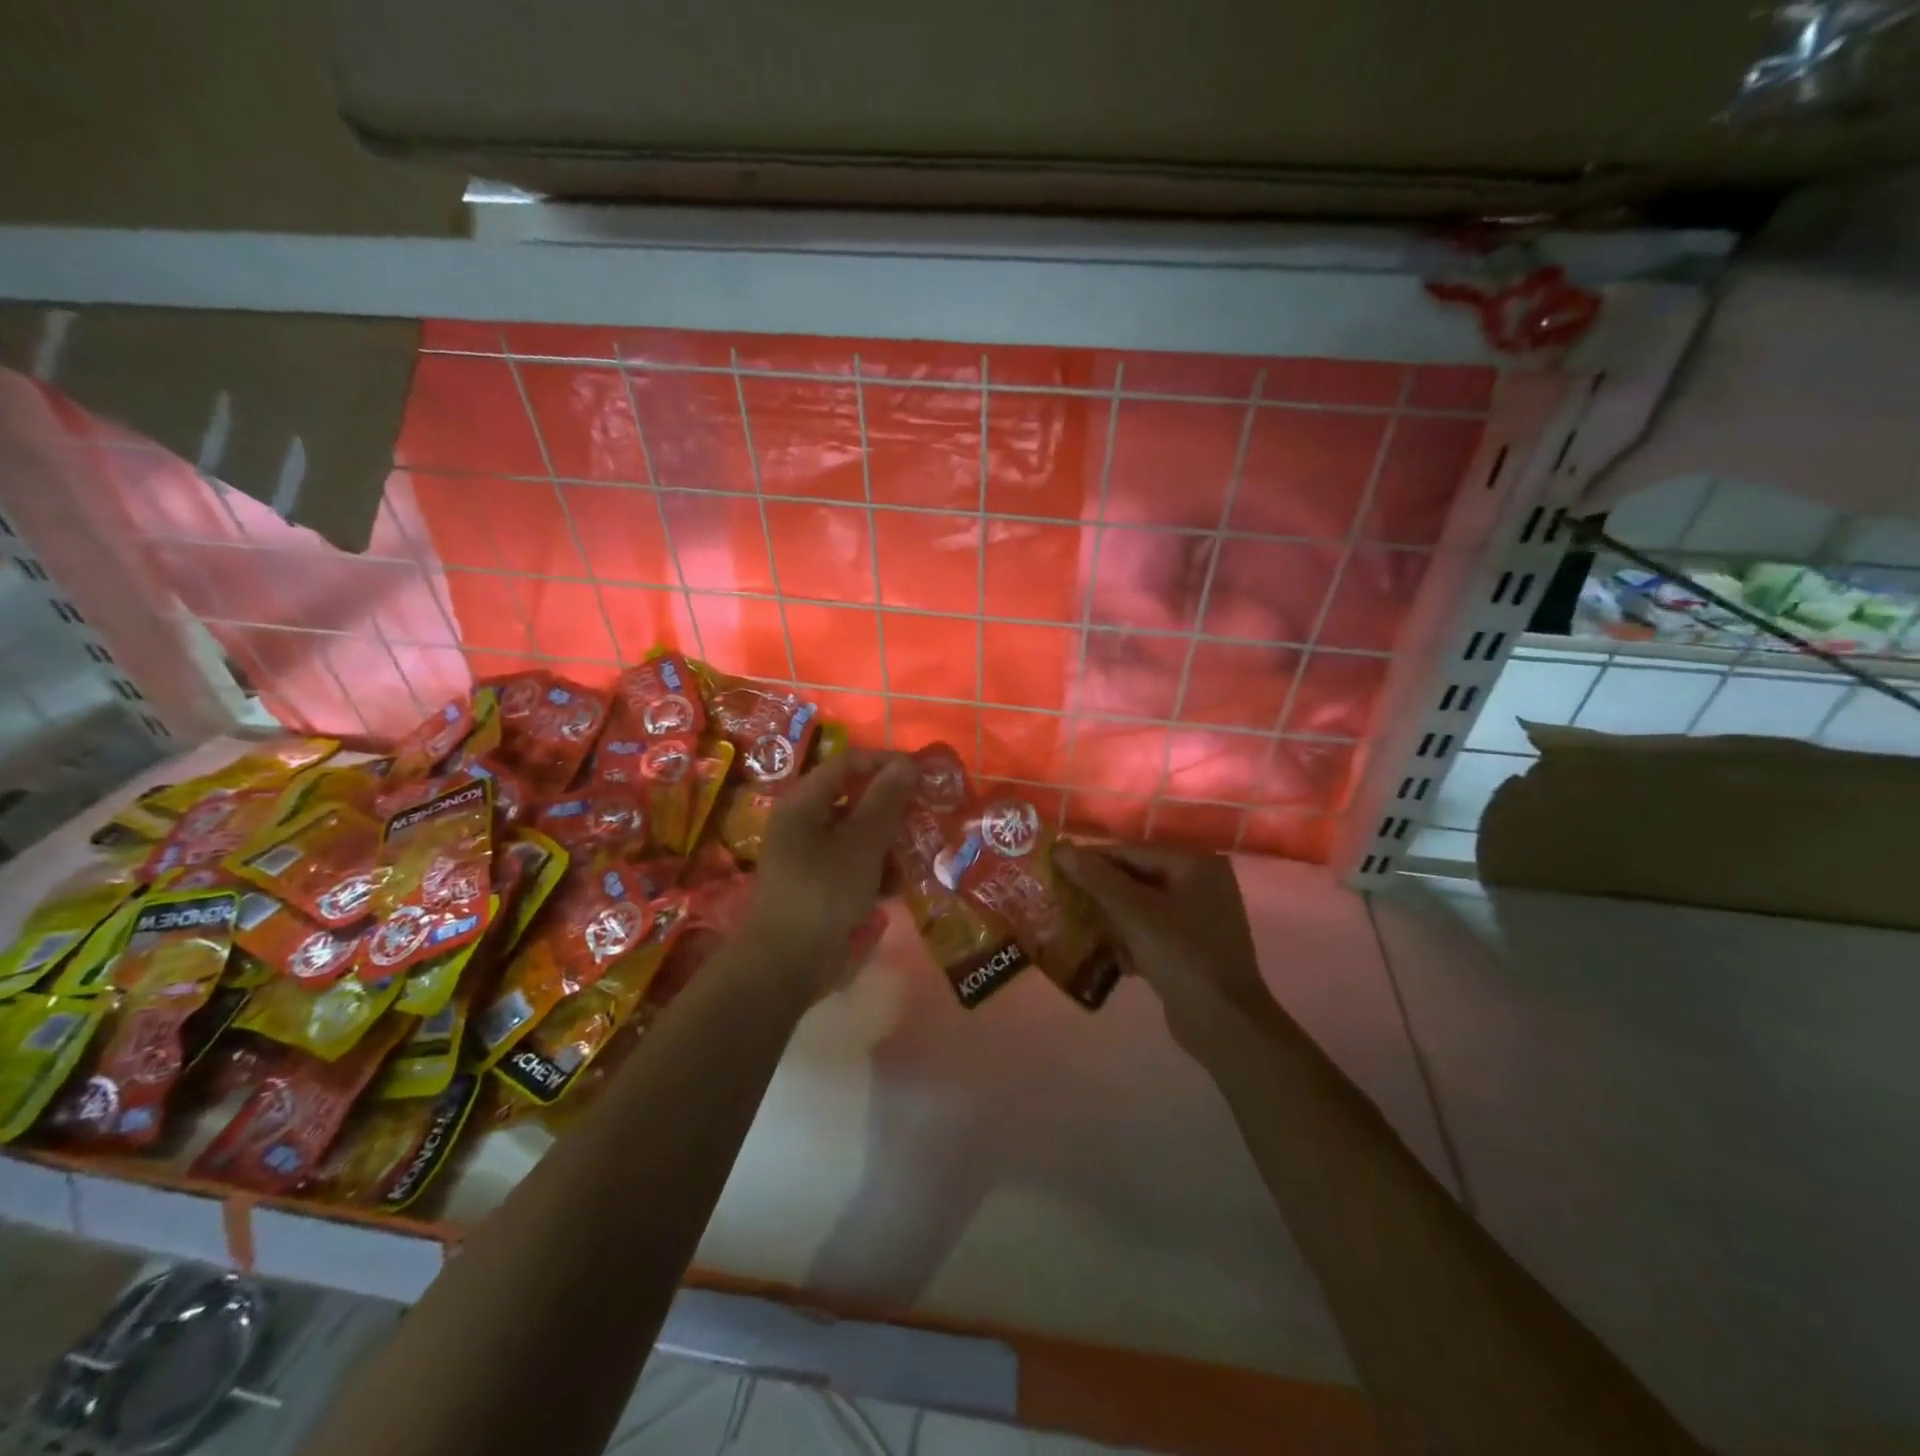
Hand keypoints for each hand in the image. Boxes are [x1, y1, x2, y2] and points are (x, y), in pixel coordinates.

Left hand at [742, 751, 915, 980]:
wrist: (787, 963)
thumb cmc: (824, 891)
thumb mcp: (862, 842)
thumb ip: (885, 800)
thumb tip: (906, 764)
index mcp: (803, 803)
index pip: (847, 763)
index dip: (884, 762)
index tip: (921, 772)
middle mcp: (802, 823)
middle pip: (852, 799)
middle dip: (891, 807)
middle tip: (925, 813)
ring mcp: (808, 856)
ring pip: (856, 834)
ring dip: (888, 841)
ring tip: (917, 853)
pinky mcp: (818, 886)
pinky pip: (852, 864)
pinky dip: (875, 869)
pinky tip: (897, 885)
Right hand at [1056, 845, 1277, 1057]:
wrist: (1224, 1023)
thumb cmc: (1181, 956)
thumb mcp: (1134, 913)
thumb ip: (1097, 878)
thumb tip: (1060, 849)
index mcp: (1196, 864)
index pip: (1132, 852)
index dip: (1092, 860)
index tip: (1055, 869)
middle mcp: (1202, 883)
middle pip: (1137, 878)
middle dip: (1100, 891)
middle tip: (1062, 897)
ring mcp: (1200, 917)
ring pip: (1142, 906)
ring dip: (1111, 917)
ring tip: (1075, 924)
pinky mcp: (1193, 946)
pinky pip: (1152, 931)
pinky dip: (1130, 938)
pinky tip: (1108, 954)